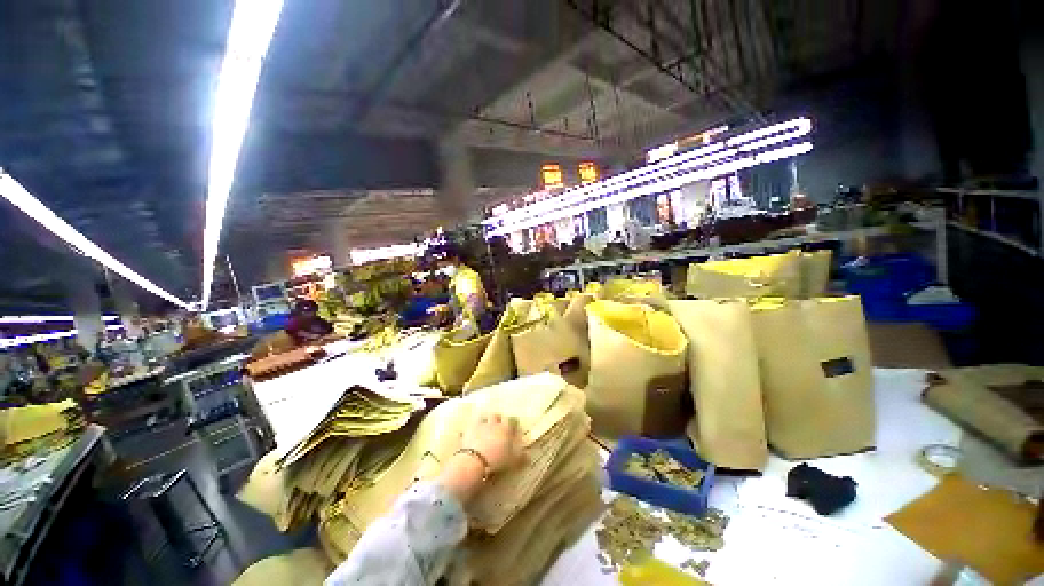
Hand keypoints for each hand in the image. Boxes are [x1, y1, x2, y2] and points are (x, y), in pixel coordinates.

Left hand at [460, 413, 524, 472]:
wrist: (475, 461)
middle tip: (498, 422)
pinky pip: (469, 427)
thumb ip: (521, 457)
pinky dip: (469, 429)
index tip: (514, 423)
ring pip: (482, 417)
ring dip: (484, 419)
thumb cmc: (497, 460)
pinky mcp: (468, 432)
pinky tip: (467, 432)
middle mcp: (493, 424)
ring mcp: (479, 426)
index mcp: (505, 429)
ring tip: (484, 423)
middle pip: (496, 416)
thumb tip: (528, 455)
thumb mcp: (513, 461)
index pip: (511, 420)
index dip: (513, 421)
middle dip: (497, 418)